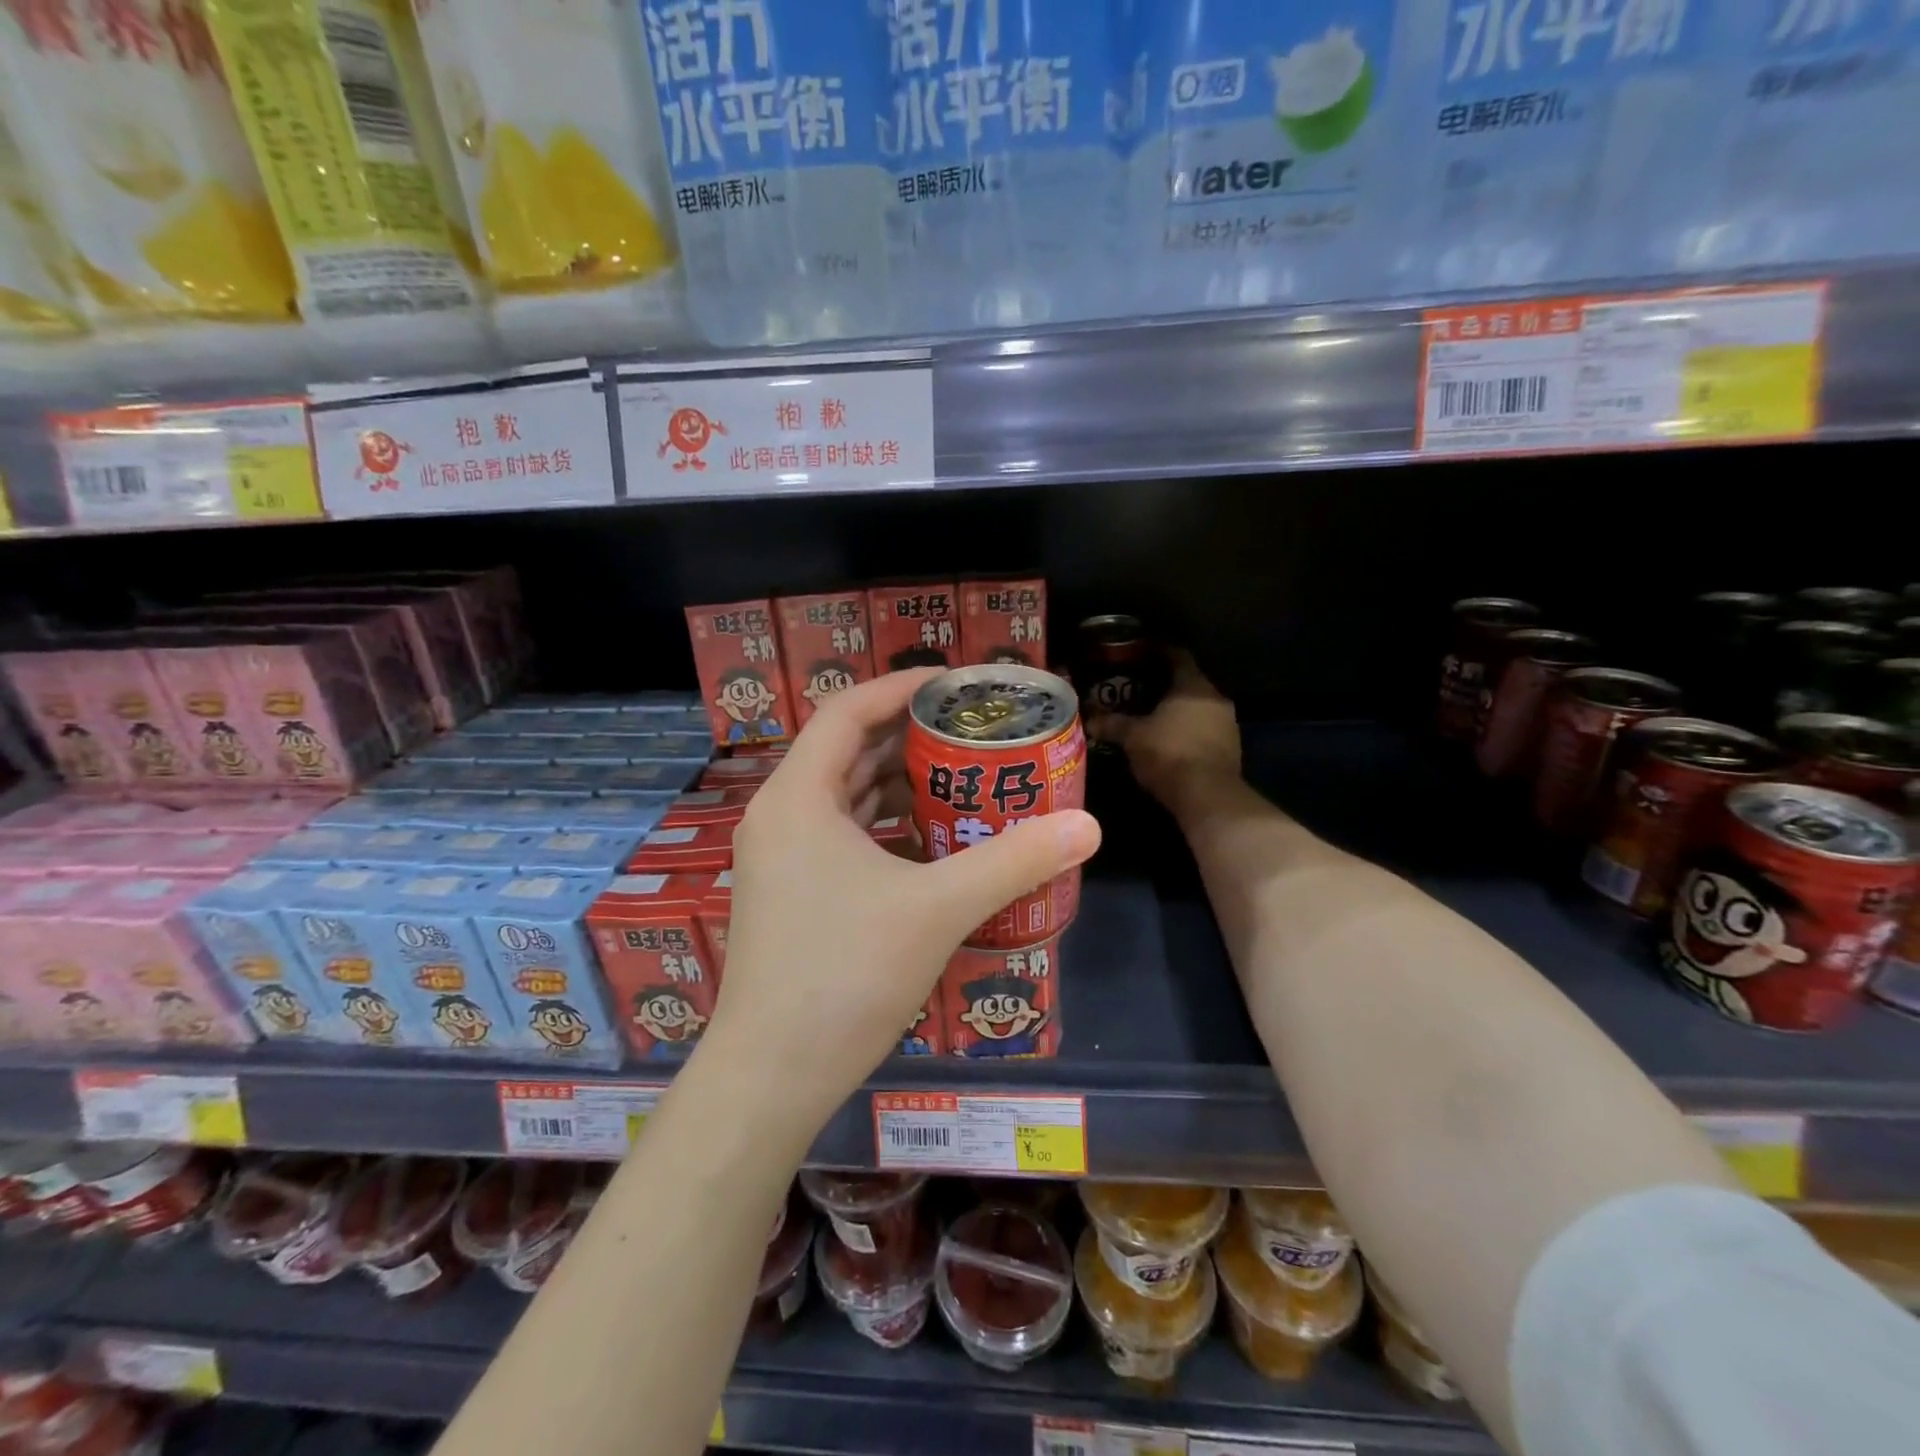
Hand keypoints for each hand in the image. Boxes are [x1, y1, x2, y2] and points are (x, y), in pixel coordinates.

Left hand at [705, 669, 1101, 1127]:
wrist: (771, 1076)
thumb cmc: (845, 975)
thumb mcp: (938, 909)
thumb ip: (1013, 861)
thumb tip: (1088, 825)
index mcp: (798, 796)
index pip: (848, 711)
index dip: (901, 688)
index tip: (957, 685)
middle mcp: (781, 815)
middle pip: (847, 750)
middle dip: (909, 736)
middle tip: (972, 732)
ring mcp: (780, 857)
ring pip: (845, 796)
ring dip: (899, 782)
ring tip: (962, 777)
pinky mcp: (790, 893)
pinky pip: (842, 835)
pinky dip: (885, 826)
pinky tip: (932, 840)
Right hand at [1090, 650, 1241, 816]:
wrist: (1207, 796)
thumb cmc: (1168, 754)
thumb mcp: (1133, 737)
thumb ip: (1112, 724)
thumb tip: (1089, 719)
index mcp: (1193, 685)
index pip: (1177, 655)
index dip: (1157, 650)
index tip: (1139, 649)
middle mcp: (1215, 697)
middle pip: (1188, 681)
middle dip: (1164, 683)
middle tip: (1138, 685)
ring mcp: (1227, 723)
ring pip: (1198, 706)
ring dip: (1177, 708)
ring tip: (1151, 713)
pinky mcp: (1230, 747)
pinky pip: (1205, 727)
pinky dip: (1187, 728)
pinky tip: (1168, 738)